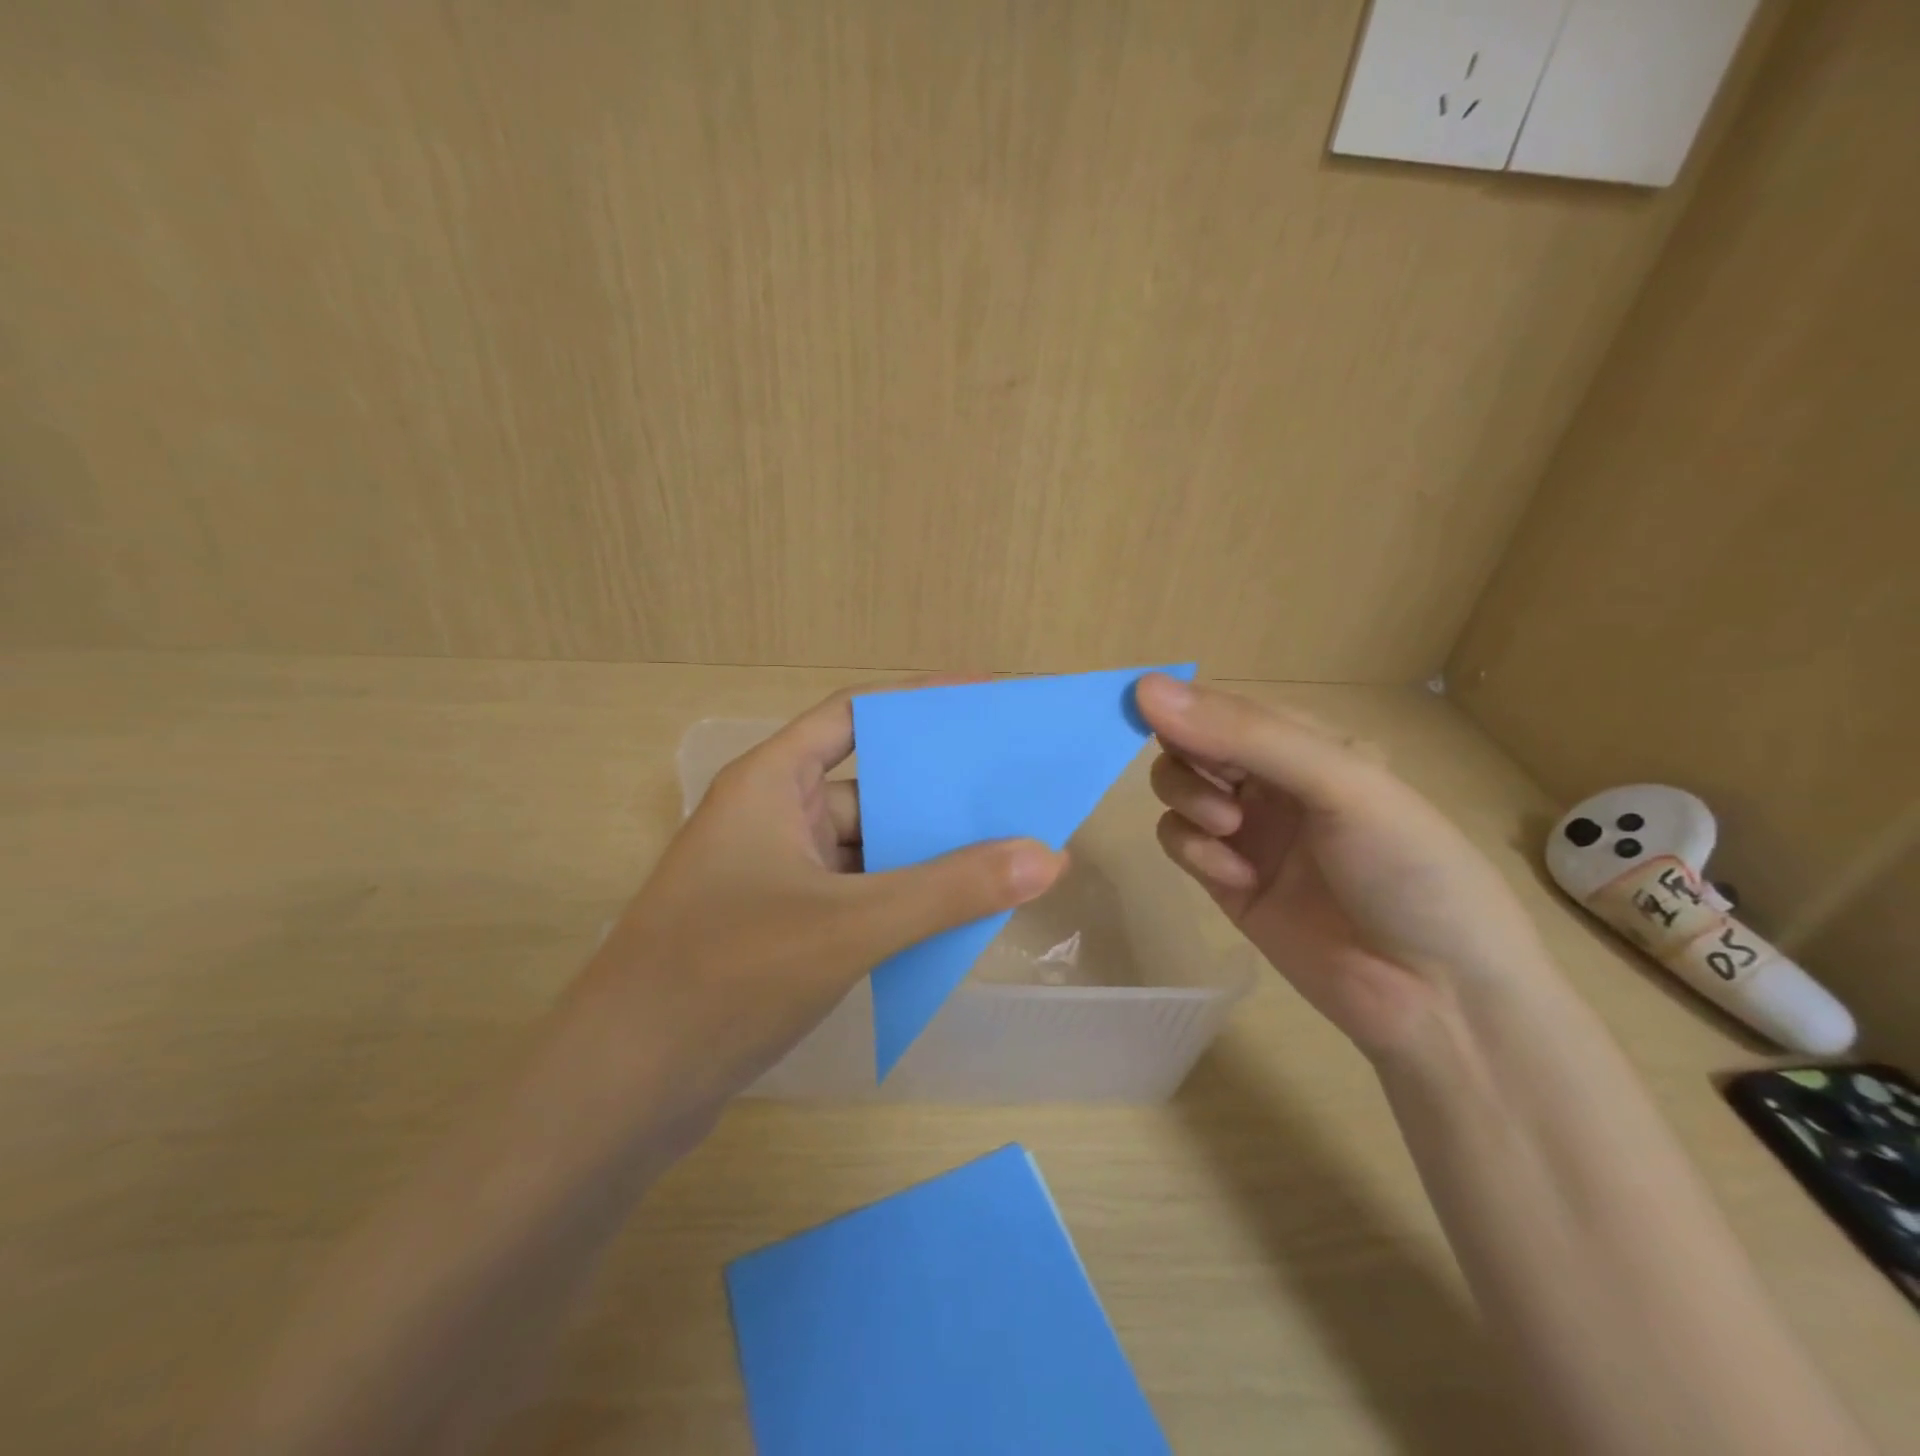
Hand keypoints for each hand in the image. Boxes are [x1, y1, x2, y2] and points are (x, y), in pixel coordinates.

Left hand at [575, 684, 1065, 1116]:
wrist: (622, 1090)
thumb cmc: (726, 976)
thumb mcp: (850, 925)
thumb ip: (949, 890)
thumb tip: (1048, 856)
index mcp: (771, 783)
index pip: (852, 714)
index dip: (919, 701)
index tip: (986, 698)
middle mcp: (771, 817)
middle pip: (867, 784)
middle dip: (935, 791)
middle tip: (1012, 789)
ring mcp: (773, 875)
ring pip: (865, 848)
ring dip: (922, 855)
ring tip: (1003, 853)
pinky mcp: (779, 927)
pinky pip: (855, 894)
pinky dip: (899, 900)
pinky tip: (952, 916)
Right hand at [1135, 675, 1548, 1058]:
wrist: (1440, 998)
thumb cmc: (1407, 868)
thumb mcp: (1339, 784)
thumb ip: (1243, 734)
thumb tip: (1142, 687)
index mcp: (1309, 744)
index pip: (1224, 706)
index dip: (1182, 705)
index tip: (1142, 709)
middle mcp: (1274, 782)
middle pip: (1191, 746)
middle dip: (1187, 760)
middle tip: (1214, 788)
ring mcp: (1249, 833)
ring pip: (1176, 791)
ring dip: (1187, 801)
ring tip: (1228, 831)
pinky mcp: (1227, 882)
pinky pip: (1180, 844)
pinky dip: (1194, 851)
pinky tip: (1235, 877)